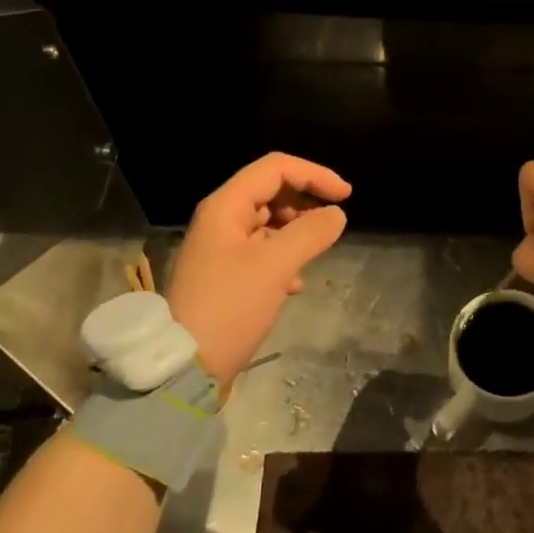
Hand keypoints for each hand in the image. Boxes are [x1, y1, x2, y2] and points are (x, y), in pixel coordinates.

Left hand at [166, 153, 350, 390]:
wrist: (187, 364)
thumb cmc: (231, 307)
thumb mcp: (275, 266)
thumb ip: (310, 233)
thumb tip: (336, 214)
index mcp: (226, 206)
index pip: (275, 168)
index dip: (314, 174)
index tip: (346, 195)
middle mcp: (220, 220)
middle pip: (270, 191)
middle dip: (305, 201)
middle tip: (332, 222)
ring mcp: (220, 248)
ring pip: (267, 223)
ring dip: (296, 230)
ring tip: (316, 252)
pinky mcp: (225, 275)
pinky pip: (261, 251)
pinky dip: (284, 257)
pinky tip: (296, 284)